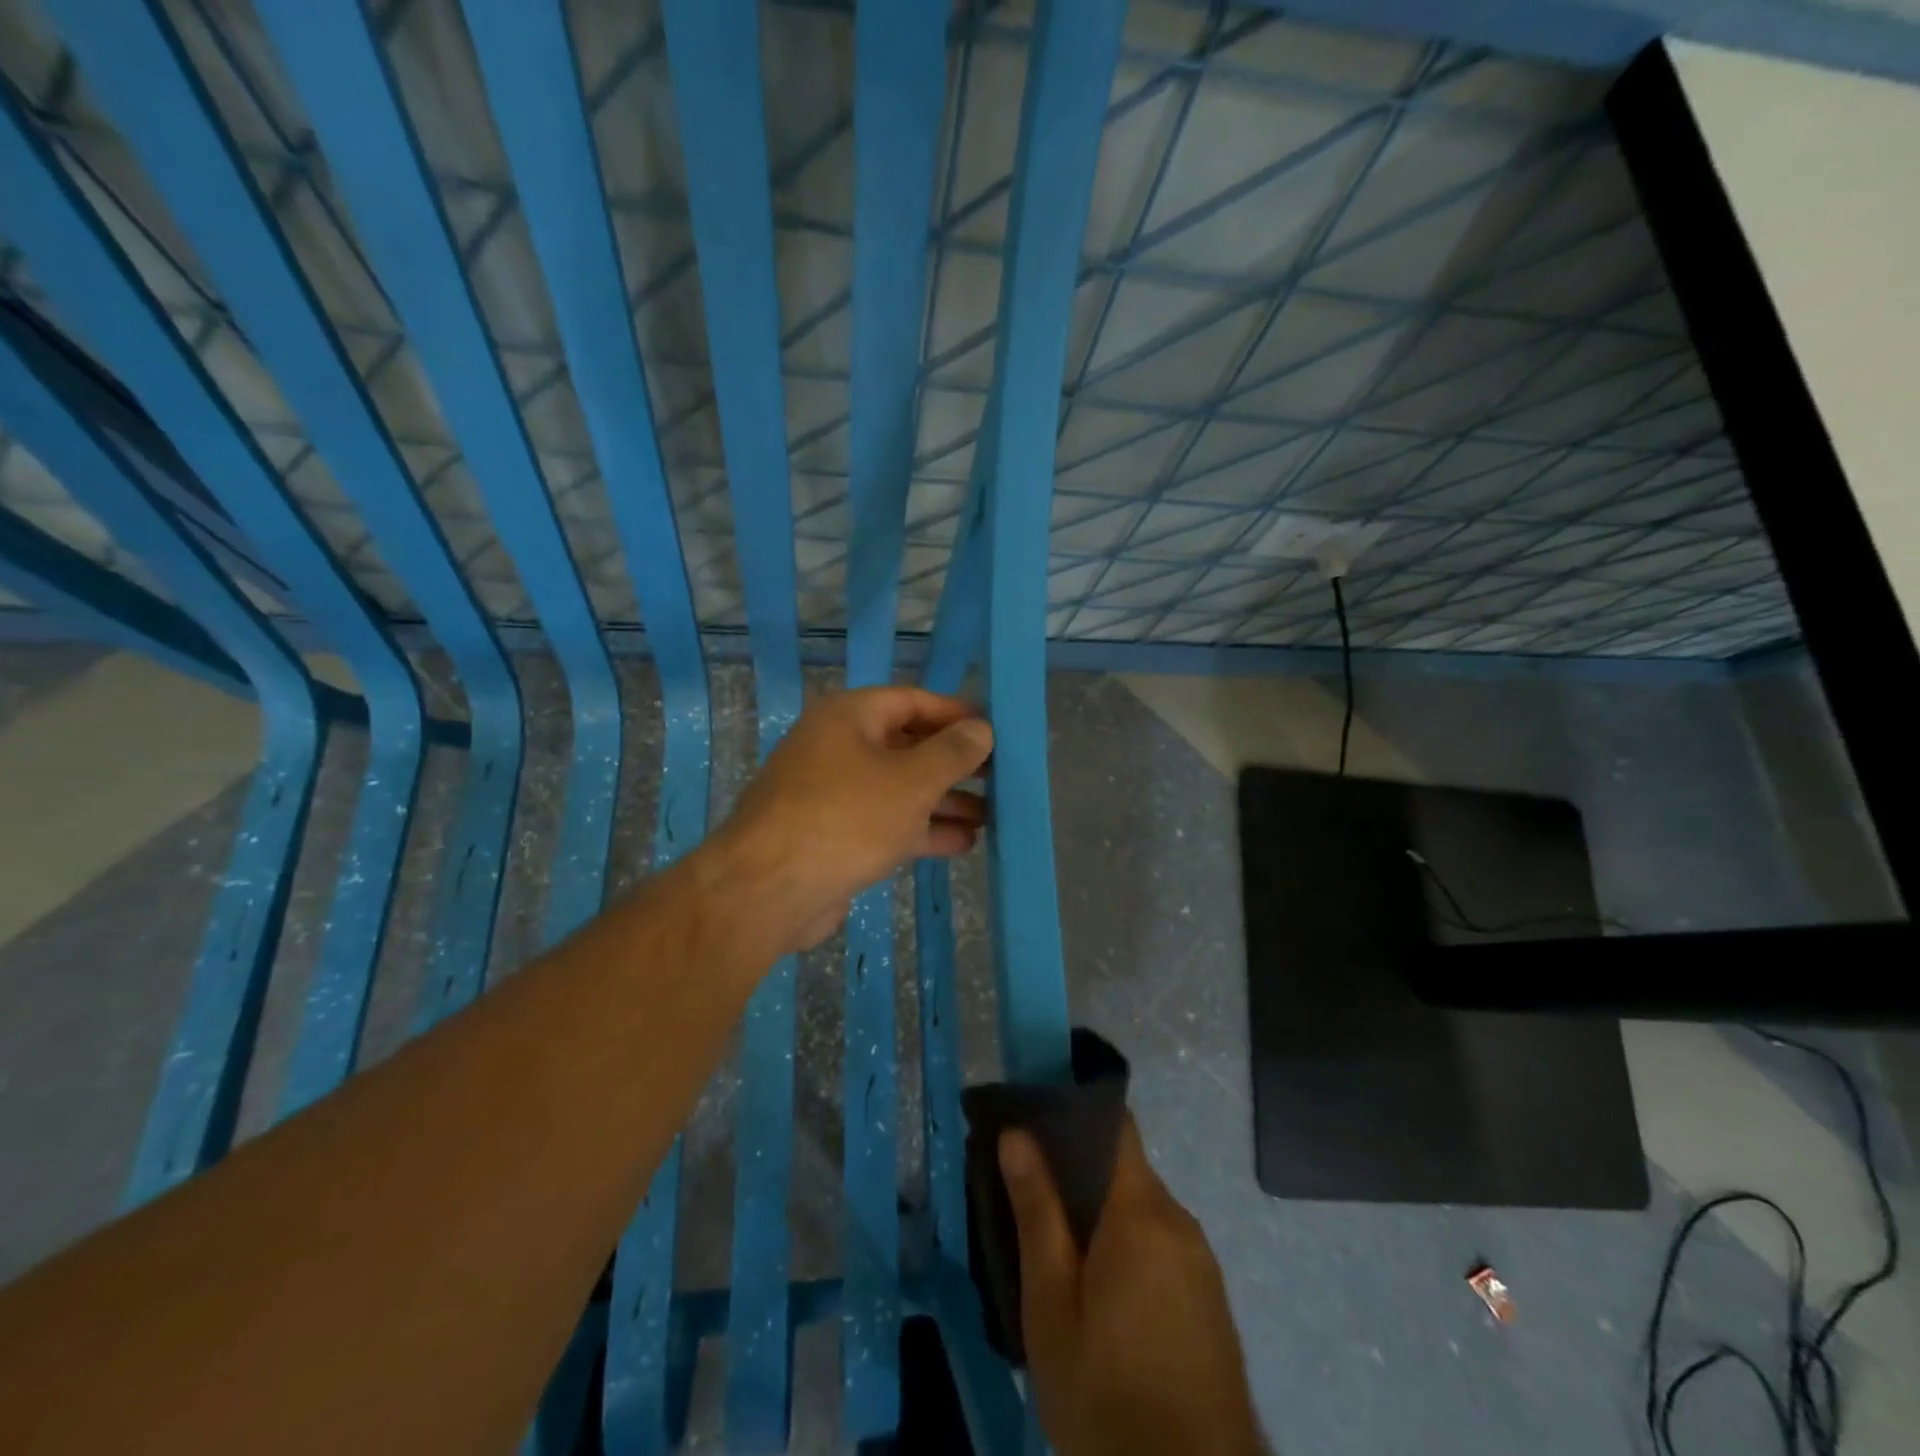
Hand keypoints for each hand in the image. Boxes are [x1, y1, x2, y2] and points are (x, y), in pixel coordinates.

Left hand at [708, 687, 991, 955]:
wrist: (768, 890)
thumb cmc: (846, 819)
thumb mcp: (911, 781)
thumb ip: (952, 753)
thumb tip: (982, 729)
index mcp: (849, 717)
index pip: (913, 701)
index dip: (956, 714)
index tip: (995, 732)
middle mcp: (838, 747)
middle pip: (907, 746)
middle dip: (953, 764)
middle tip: (1000, 778)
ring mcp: (832, 794)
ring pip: (898, 789)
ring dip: (943, 801)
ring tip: (990, 816)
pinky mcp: (832, 836)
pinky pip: (885, 822)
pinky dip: (920, 830)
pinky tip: (961, 843)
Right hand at [1002, 1118, 1265, 1455]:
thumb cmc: (1108, 1397)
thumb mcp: (1052, 1307)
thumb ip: (1037, 1213)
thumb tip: (1018, 1133)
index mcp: (1143, 1212)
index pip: (1116, 1125)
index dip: (1074, 1113)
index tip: (1032, 1121)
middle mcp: (1180, 1221)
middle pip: (1124, 1171)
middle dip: (1077, 1175)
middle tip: (1028, 1196)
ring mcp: (1202, 1263)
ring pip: (1140, 1212)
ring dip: (1101, 1218)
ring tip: (1055, 1249)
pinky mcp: (1210, 1302)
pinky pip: (1161, 1247)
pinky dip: (1127, 1249)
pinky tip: (1098, 1293)